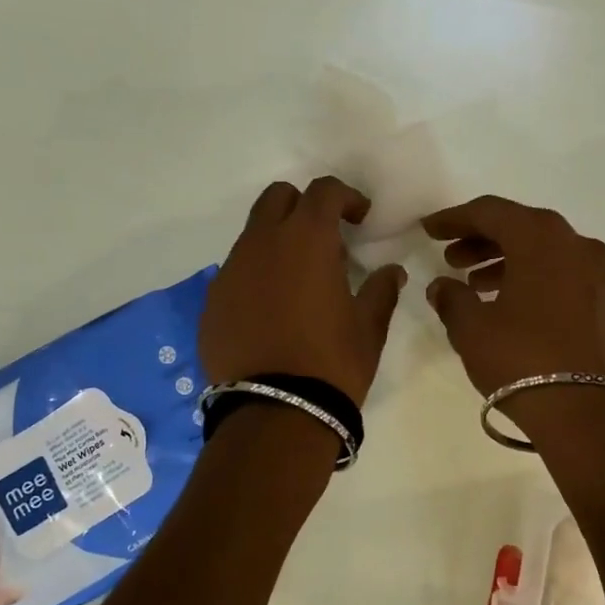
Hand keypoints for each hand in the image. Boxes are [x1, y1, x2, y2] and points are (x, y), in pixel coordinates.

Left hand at [200, 178, 405, 404]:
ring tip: (300, 282)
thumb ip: (381, 290)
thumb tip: (391, 272)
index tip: (361, 219)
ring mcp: (230, 272)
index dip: (346, 197)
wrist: (276, 413)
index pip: (323, 191)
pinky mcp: (212, 302)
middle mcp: (261, 244)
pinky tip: (272, 311)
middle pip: (277, 198)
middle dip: (304, 206)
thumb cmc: (332, 363)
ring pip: (253, 235)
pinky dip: (257, 276)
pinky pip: (236, 272)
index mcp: (305, 240)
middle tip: (326, 239)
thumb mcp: (369, 327)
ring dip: (278, 242)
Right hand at [421, 196, 604, 395]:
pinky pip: (564, 275)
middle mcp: (577, 245)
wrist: (586, 414)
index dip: (455, 219)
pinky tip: (511, 304)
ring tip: (475, 285)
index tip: (429, 230)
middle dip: (482, 240)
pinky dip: (535, 279)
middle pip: (521, 228)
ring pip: (545, 253)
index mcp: (542, 238)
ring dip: (507, 261)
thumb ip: (451, 298)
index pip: (491, 212)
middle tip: (450, 259)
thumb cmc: (522, 360)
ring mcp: (599, 274)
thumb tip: (442, 286)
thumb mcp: (472, 329)